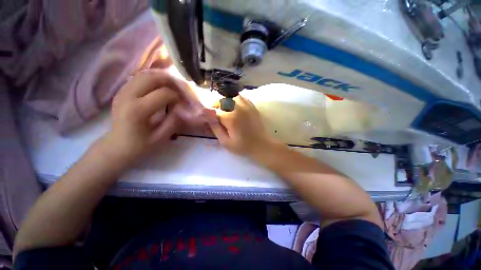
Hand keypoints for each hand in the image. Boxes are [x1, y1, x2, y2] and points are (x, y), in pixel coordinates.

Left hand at [104, 70, 206, 162]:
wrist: (117, 146)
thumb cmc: (140, 145)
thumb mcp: (161, 137)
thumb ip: (174, 121)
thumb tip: (184, 108)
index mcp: (138, 110)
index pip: (164, 93)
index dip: (178, 96)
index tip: (184, 104)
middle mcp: (128, 96)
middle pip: (153, 77)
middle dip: (172, 81)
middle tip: (182, 90)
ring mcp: (123, 91)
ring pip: (146, 74)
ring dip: (163, 78)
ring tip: (174, 87)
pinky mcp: (122, 91)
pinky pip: (140, 77)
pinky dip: (154, 79)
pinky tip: (161, 87)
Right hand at [208, 96, 277, 157]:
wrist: (261, 145)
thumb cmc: (243, 146)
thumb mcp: (225, 142)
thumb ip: (215, 127)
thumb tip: (206, 114)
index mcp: (230, 117)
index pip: (215, 110)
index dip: (211, 115)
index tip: (212, 121)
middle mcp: (238, 108)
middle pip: (222, 100)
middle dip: (217, 107)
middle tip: (218, 117)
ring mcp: (246, 106)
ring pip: (231, 97)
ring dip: (226, 102)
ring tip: (226, 111)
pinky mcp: (252, 106)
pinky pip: (241, 98)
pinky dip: (235, 100)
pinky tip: (235, 108)